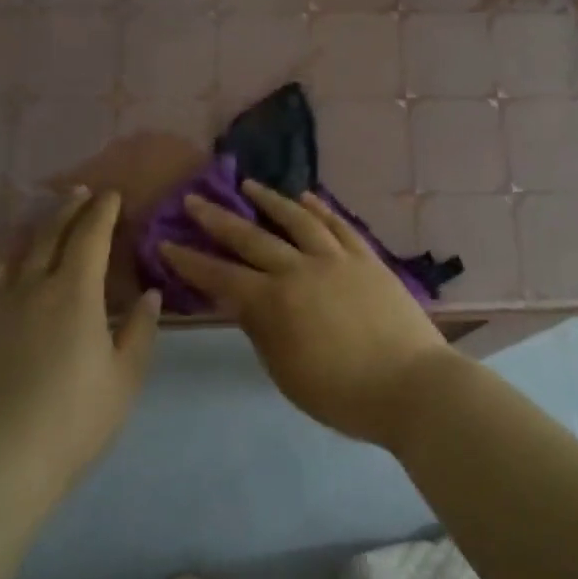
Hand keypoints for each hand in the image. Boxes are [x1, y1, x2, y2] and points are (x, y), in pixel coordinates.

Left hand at [0, 187, 160, 491]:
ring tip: (36, 217)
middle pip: (48, 235)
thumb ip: (140, 330)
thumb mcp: (125, 377)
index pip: (90, 237)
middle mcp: (31, 288)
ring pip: (8, 253)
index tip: (113, 194)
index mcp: (75, 294)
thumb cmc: (75, 419)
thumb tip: (149, 294)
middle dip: (67, 209)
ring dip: (26, 228)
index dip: (103, 212)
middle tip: (80, 192)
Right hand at [159, 181, 450, 447]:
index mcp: (274, 303)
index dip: (190, 261)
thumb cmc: (342, 393)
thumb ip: (262, 331)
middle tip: (194, 200)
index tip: (166, 243)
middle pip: (252, 238)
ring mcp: (337, 259)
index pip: (221, 276)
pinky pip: (339, 225)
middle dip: (218, 219)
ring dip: (270, 201)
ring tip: (249, 185)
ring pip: (297, 220)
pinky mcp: (367, 257)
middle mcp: (301, 269)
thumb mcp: (287, 373)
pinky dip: (320, 209)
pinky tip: (307, 197)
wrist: (411, 385)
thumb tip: (243, 301)